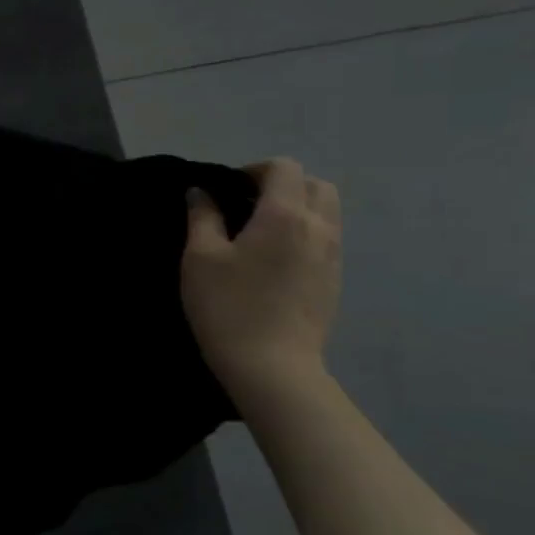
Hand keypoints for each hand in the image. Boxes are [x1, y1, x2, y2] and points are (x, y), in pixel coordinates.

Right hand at [181, 158, 340, 405]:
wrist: (271, 366)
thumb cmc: (228, 305)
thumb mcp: (200, 257)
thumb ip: (202, 217)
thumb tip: (201, 193)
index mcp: (284, 215)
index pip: (284, 168)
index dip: (254, 170)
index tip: (226, 190)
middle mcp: (318, 228)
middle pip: (315, 185)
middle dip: (283, 184)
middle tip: (246, 204)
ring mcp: (333, 256)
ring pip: (326, 212)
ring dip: (297, 208)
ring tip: (259, 231)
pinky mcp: (334, 280)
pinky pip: (326, 238)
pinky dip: (304, 233)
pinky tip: (273, 259)